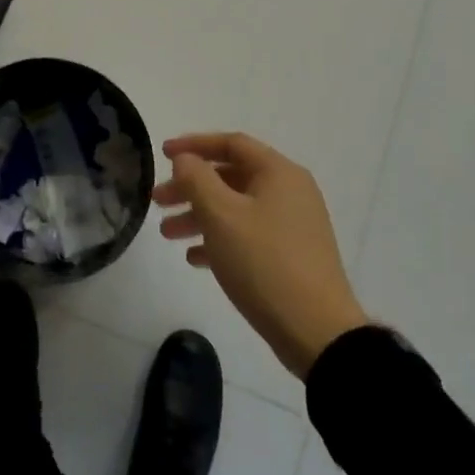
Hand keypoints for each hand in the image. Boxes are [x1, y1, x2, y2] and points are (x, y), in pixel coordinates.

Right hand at [155, 133, 368, 378]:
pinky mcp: (291, 255)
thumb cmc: (264, 263)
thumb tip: (185, 160)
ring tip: (167, 234)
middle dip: (191, 186)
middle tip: (157, 201)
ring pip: (236, 208)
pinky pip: (248, 235)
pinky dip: (220, 239)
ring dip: (200, 215)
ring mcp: (293, 224)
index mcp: (278, 172)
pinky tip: (194, 258)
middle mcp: (289, 191)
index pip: (231, 143)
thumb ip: (197, 179)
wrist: (317, 331)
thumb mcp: (221, 216)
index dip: (194, 145)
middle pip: (231, 176)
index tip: (162, 154)